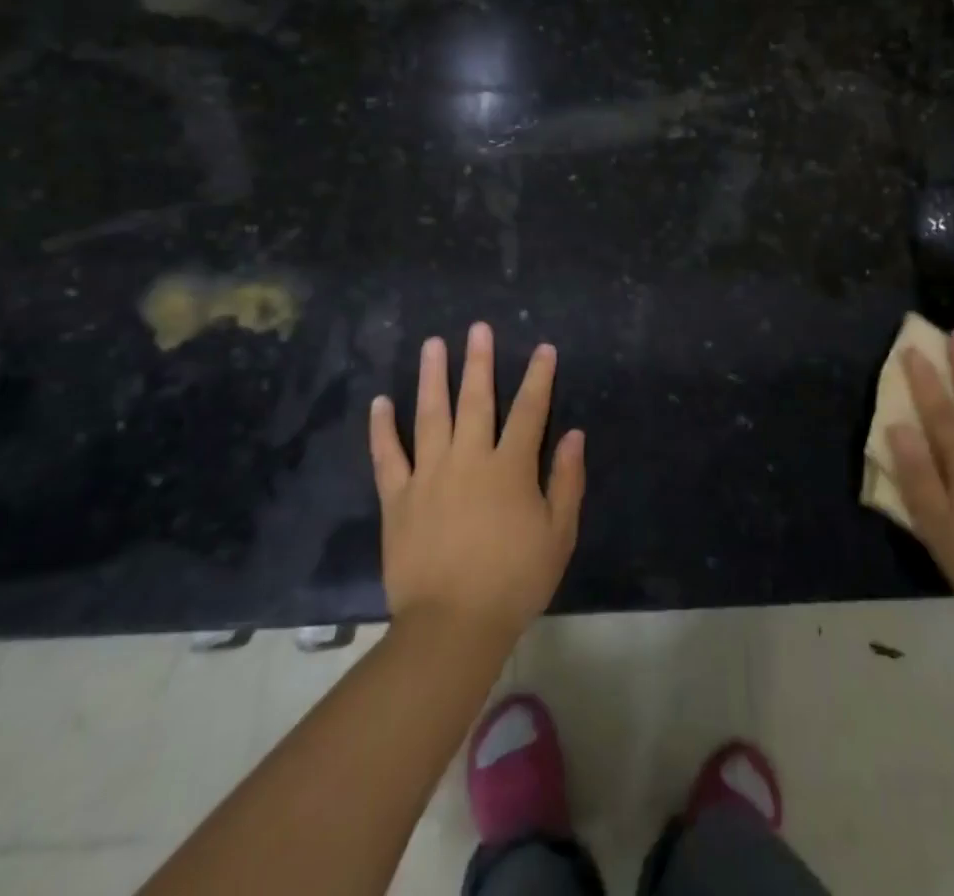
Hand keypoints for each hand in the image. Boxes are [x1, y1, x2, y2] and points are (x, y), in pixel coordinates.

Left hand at [370, 322, 584, 647]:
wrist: (452, 625)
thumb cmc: (514, 581)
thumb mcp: (558, 534)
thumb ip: (566, 481)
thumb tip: (573, 435)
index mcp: (510, 468)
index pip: (529, 411)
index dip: (538, 377)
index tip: (543, 349)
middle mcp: (469, 459)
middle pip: (475, 400)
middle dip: (479, 361)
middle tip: (477, 328)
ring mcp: (429, 475)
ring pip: (430, 415)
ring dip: (432, 377)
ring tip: (432, 345)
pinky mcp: (398, 497)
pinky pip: (387, 456)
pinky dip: (381, 428)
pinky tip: (380, 402)